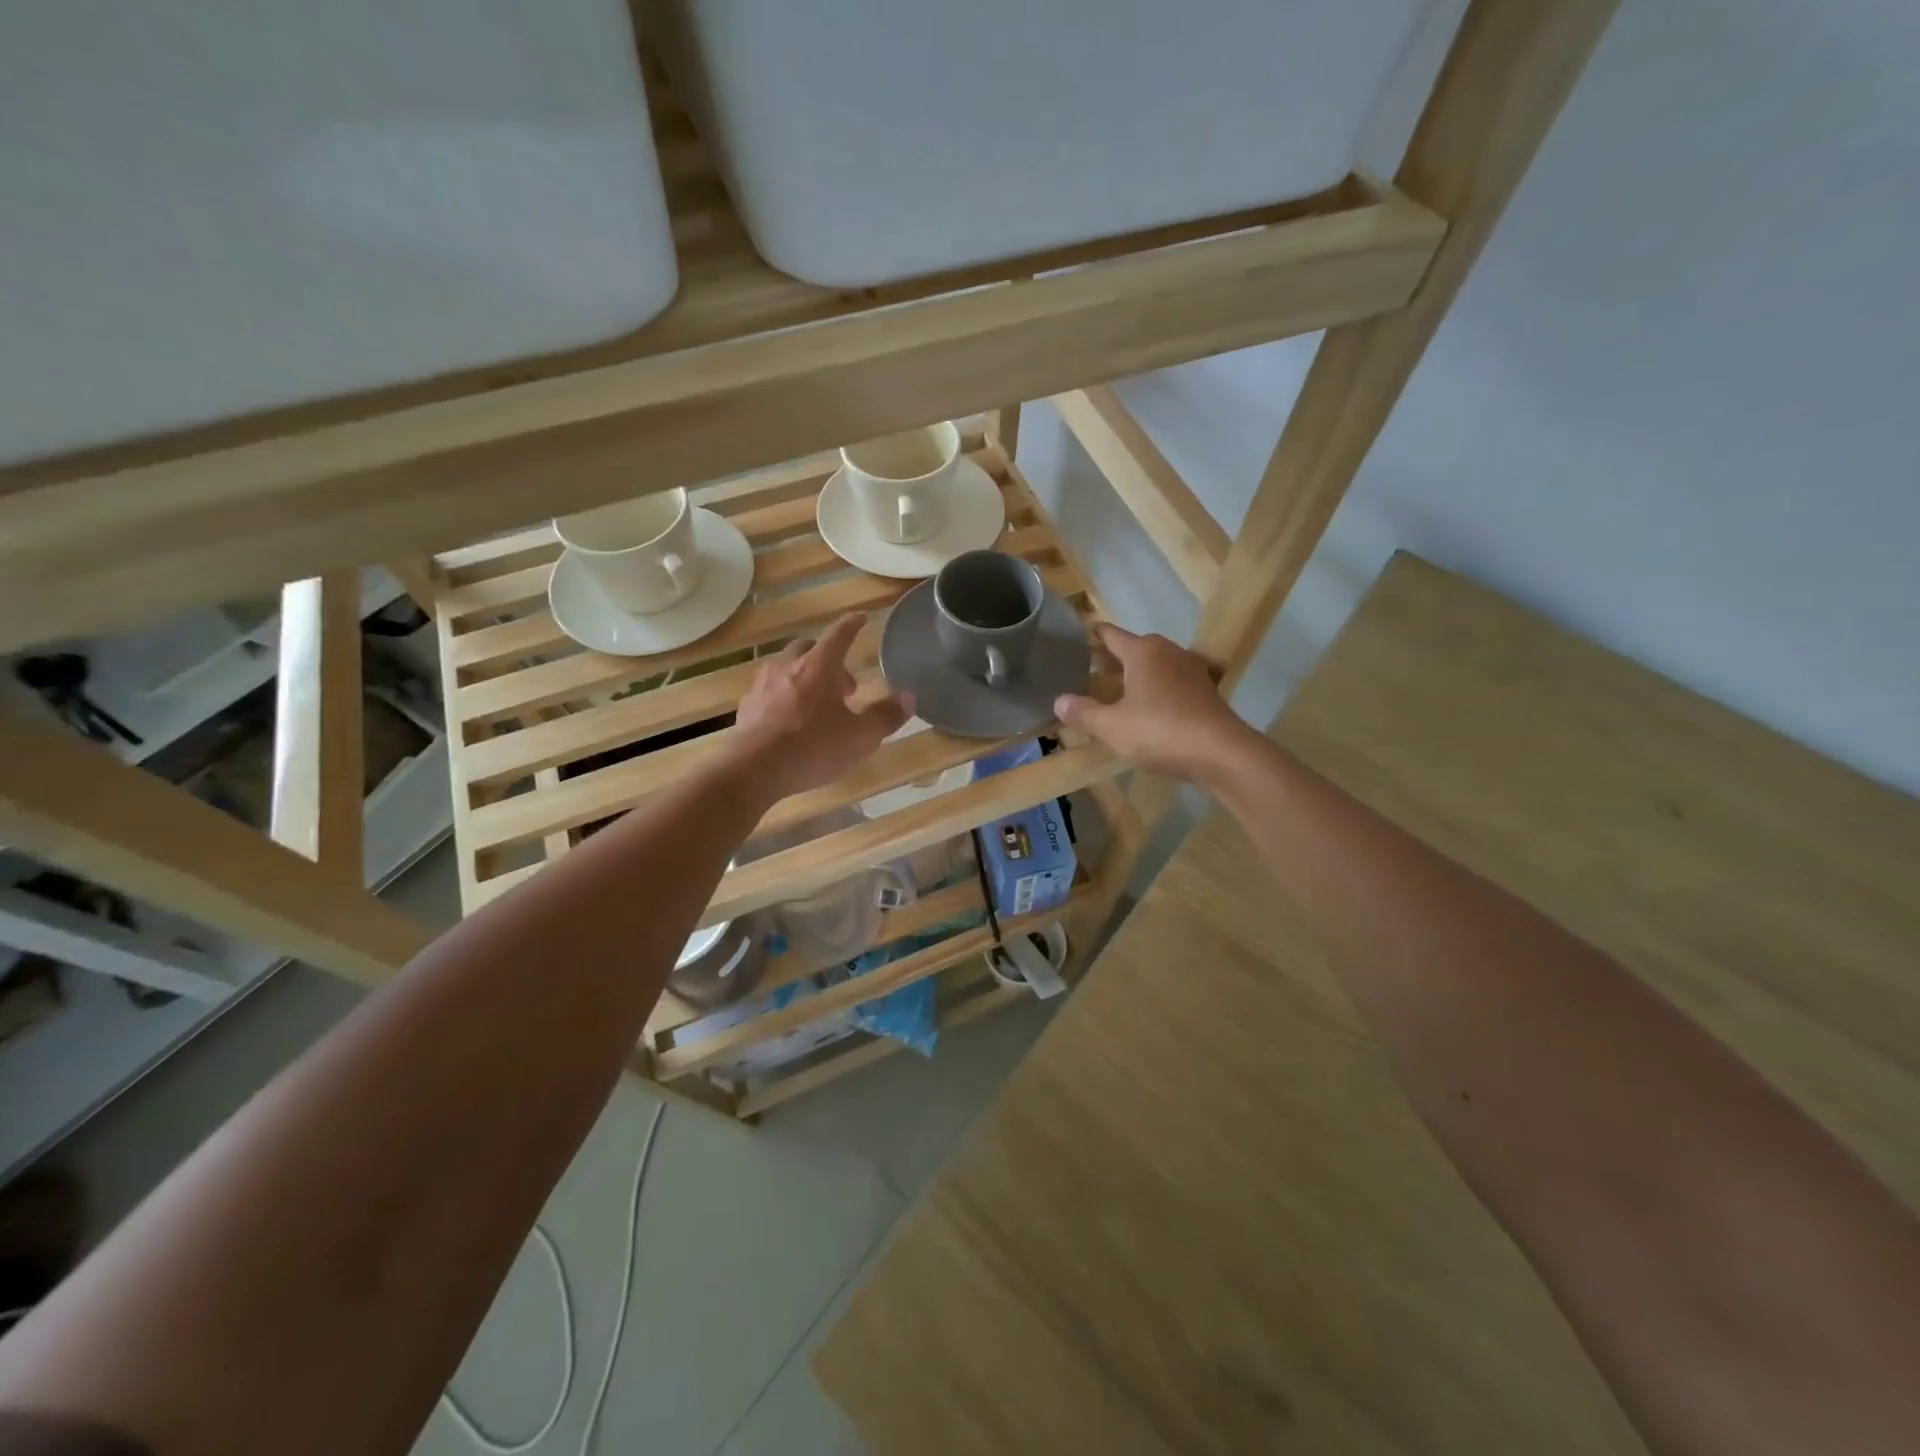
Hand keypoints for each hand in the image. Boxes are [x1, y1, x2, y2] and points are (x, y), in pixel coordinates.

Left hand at [732, 613, 911, 800]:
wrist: (755, 769)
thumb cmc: (814, 747)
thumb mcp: (861, 737)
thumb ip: (886, 716)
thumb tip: (909, 698)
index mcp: (819, 665)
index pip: (839, 634)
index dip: (852, 625)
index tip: (861, 618)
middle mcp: (788, 666)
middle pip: (808, 648)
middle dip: (828, 658)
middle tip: (844, 685)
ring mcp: (763, 685)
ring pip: (785, 667)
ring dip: (804, 676)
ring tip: (817, 701)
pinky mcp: (747, 707)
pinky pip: (769, 691)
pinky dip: (783, 696)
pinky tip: (789, 719)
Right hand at [1053, 624, 1254, 782]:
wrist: (1221, 752)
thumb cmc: (1160, 731)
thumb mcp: (1112, 726)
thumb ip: (1083, 712)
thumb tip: (1058, 701)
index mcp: (1143, 652)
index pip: (1111, 634)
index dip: (1093, 634)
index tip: (1079, 635)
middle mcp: (1168, 652)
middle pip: (1135, 647)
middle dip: (1113, 657)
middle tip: (1090, 669)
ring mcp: (1191, 670)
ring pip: (1155, 664)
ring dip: (1136, 673)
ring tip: (1116, 689)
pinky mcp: (1205, 691)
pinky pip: (1172, 682)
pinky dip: (1156, 688)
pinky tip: (1147, 707)